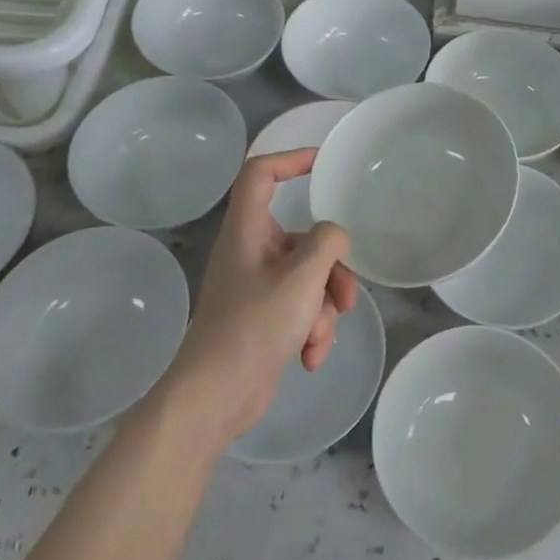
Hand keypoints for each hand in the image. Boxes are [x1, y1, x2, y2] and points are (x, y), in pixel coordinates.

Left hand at [159, 149, 359, 444]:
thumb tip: (334, 236)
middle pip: (302, 238)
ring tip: (320, 336)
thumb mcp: (301, 279)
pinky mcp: (264, 319)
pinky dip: (311, 329)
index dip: (290, 159)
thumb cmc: (253, 328)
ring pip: (308, 278)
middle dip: (331, 268)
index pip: (260, 174)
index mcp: (247, 231)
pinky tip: (309, 357)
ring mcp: (257, 287)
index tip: (323, 164)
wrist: (214, 400)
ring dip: (324, 306)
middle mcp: (250, 253)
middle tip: (345, 294)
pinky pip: (301, 308)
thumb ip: (327, 243)